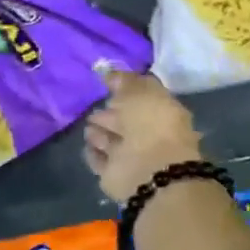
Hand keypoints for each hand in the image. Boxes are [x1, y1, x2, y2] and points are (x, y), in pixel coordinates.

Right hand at [84, 70, 204, 203]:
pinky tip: (87, 145)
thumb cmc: (150, 124)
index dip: (127, 90)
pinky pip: (100, 160)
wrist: (148, 169)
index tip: (108, 84)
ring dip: (100, 134)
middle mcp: (148, 135)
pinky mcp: (113, 174)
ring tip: (88, 125)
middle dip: (111, 114)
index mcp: (163, 113)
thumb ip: (124, 81)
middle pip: (126, 122)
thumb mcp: (140, 92)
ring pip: (112, 141)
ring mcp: (131, 157)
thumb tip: (109, 74)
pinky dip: (94, 152)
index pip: (143, 99)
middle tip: (94, 108)